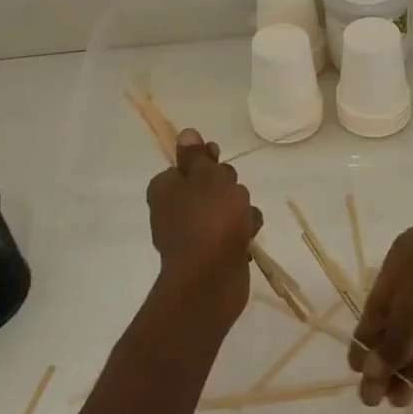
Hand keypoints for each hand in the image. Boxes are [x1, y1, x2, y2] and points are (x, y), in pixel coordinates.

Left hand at [145, 129, 261, 319]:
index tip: (219, 158)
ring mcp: (191, 234)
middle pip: (208, 185)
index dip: (206, 160)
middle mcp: (173, 209)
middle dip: (228, 186)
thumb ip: (197, 156)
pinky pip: (230, 232)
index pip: (187, 164)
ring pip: (224, 208)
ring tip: (244, 220)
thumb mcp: (206, 176)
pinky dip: (241, 232)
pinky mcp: (209, 254)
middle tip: (232, 194)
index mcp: (165, 187)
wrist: (211, 278)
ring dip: (240, 209)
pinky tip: (247, 238)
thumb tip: (185, 134)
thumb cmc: (209, 218)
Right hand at [348, 229, 412, 406]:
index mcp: (405, 252)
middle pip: (405, 317)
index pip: (378, 300)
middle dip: (392, 359)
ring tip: (403, 402)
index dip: (366, 338)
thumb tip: (369, 376)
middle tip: (380, 398)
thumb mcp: (405, 319)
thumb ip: (386, 350)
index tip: (356, 372)